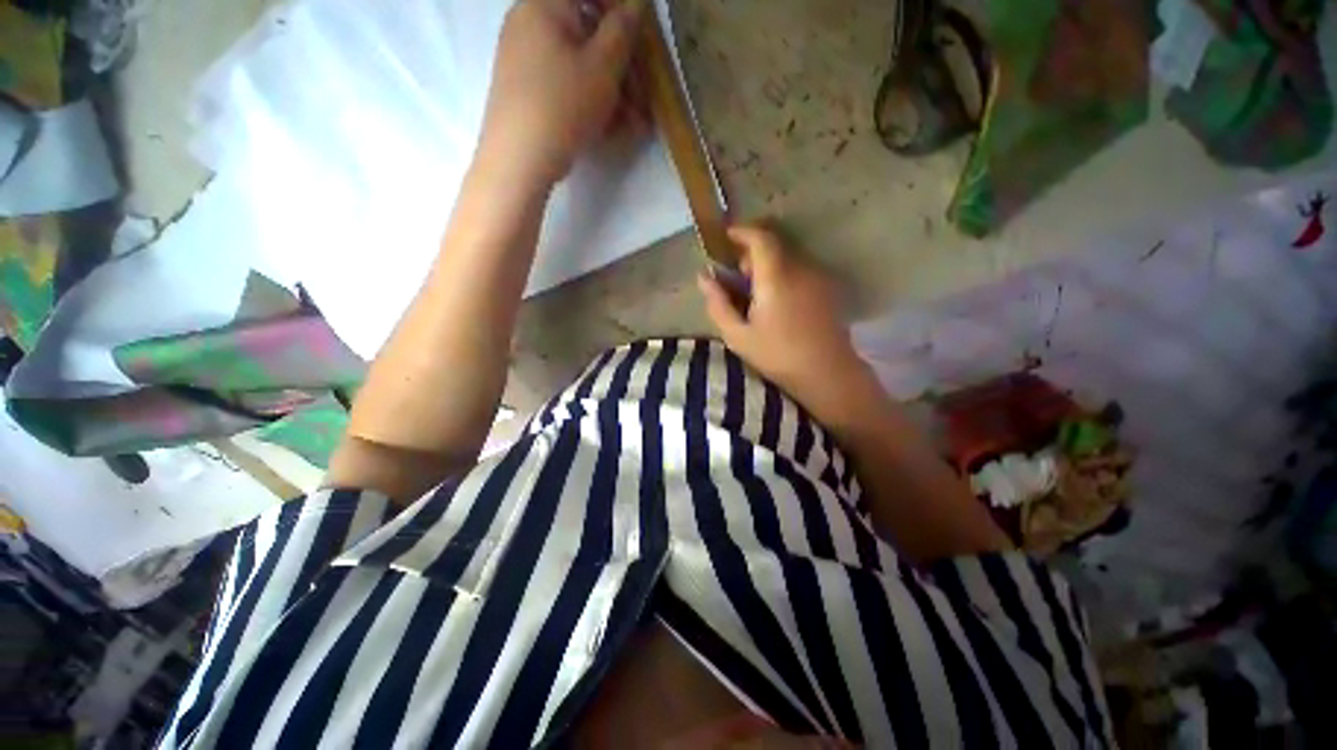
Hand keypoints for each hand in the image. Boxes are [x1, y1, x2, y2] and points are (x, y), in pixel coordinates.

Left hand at [479, 0, 646, 185]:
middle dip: (623, 66)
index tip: (641, 39)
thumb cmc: (563, 105)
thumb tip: (635, 4)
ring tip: (637, 126)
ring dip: (614, 92)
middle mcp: (530, 24)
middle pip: (586, 33)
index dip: (620, 10)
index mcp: (544, 5)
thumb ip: (622, 30)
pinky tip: (614, 129)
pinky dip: (591, 102)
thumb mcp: (603, 68)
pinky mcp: (527, 92)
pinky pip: (566, 86)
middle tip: (645, 97)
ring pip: (580, 65)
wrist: (518, 160)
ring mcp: (525, 60)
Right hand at [698, 225, 872, 414]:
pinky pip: (798, 271)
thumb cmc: (778, 356)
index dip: (742, 231)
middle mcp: (800, 270)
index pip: (760, 239)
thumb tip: (704, 277)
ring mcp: (816, 278)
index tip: (725, 235)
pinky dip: (781, 275)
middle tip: (734, 277)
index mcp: (776, 278)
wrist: (827, 373)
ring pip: (786, 258)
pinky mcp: (825, 289)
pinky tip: (774, 303)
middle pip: (773, 246)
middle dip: (750, 254)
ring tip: (752, 294)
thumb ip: (718, 304)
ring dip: (766, 266)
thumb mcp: (738, 336)